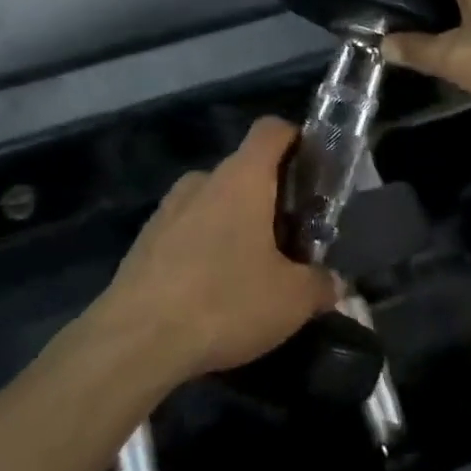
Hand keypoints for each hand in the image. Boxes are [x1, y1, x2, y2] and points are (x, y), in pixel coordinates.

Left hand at [101, 118, 338, 378]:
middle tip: (291, 239)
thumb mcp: (290, 300)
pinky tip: (213, 291)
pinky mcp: (145, 240)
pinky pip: (187, 229)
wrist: (136, 340)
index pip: (271, 130)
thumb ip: (319, 284)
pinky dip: (206, 247)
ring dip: (236, 224)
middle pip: (245, 171)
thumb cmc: (225, 301)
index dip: (296, 139)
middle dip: (270, 198)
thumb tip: (334, 282)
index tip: (313, 169)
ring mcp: (168, 208)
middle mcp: (203, 180)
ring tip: (252, 270)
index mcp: (242, 177)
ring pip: (214, 202)